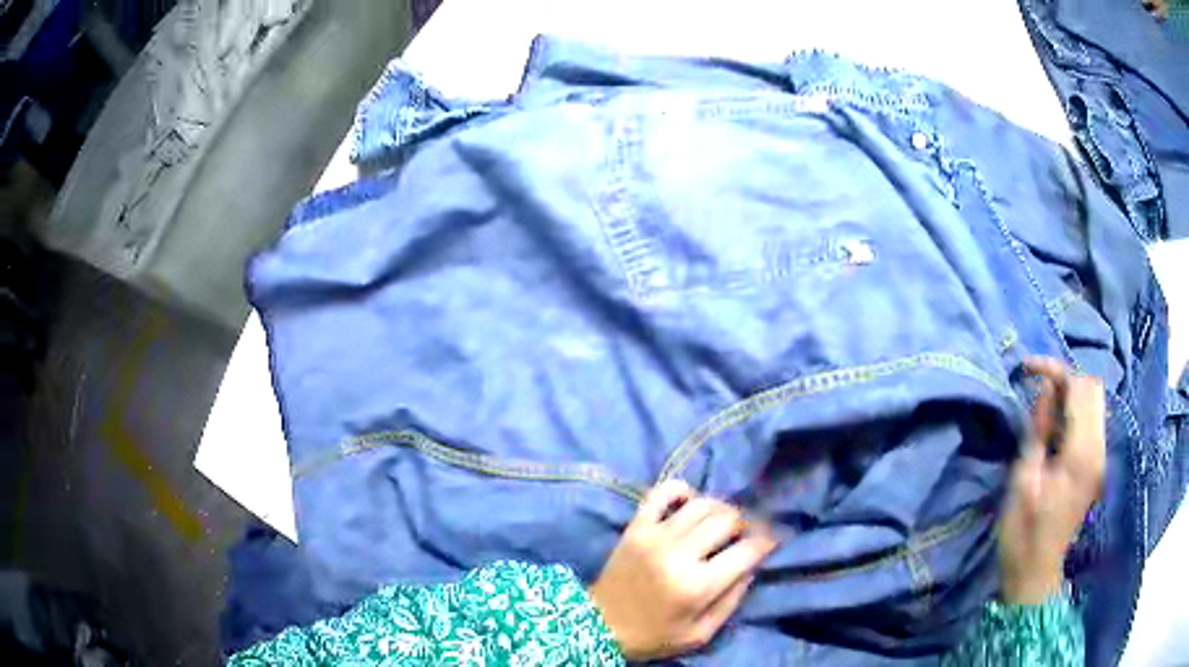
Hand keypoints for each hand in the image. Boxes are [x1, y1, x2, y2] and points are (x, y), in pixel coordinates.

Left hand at [588, 480, 777, 660]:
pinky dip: (681, 490)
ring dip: (719, 508)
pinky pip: (661, 493)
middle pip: (727, 519)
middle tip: (744, 534)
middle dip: (745, 523)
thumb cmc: (654, 635)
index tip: (772, 541)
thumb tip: (751, 567)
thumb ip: (731, 600)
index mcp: (697, 585)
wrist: (599, 626)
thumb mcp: (700, 634)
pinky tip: (689, 502)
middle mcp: (678, 554)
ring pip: (701, 503)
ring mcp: (654, 536)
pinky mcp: (635, 527)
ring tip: (721, 522)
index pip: (746, 550)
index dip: (766, 542)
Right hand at [999, 358, 1104, 604]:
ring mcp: (1100, 456)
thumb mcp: (1022, 480)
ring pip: (1095, 401)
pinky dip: (1075, 411)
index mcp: (1081, 454)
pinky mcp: (1096, 463)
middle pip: (1094, 388)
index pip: (1080, 388)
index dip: (1056, 370)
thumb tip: (1045, 390)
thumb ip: (1038, 430)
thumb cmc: (1023, 532)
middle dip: (1066, 378)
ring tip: (1044, 407)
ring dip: (1071, 394)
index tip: (1028, 368)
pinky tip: (1055, 426)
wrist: (1036, 572)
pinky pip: (1092, 420)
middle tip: (1038, 387)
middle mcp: (1099, 449)